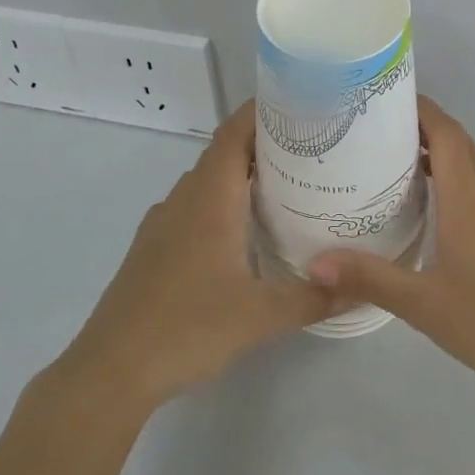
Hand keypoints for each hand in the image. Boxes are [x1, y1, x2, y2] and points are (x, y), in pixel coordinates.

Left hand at [58, 101, 335, 411]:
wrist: (111, 370)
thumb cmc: (187, 328)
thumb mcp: (260, 316)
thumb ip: (314, 298)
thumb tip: (362, 288)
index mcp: (209, 197)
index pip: (235, 132)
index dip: (264, 111)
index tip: (302, 104)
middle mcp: (184, 198)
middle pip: (225, 152)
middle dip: (265, 143)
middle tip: (311, 148)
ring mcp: (164, 222)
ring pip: (208, 182)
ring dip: (243, 175)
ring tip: (288, 186)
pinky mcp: (154, 247)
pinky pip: (194, 207)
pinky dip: (223, 203)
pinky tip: (245, 233)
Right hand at [307, 97, 474, 404]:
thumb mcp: (426, 305)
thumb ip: (371, 279)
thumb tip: (315, 263)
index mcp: (470, 199)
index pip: (447, 132)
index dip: (419, 108)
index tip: (382, 98)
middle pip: (457, 143)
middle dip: (420, 126)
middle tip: (372, 128)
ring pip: (469, 168)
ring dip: (434, 154)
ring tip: (387, 163)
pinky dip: (449, 182)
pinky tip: (425, 209)